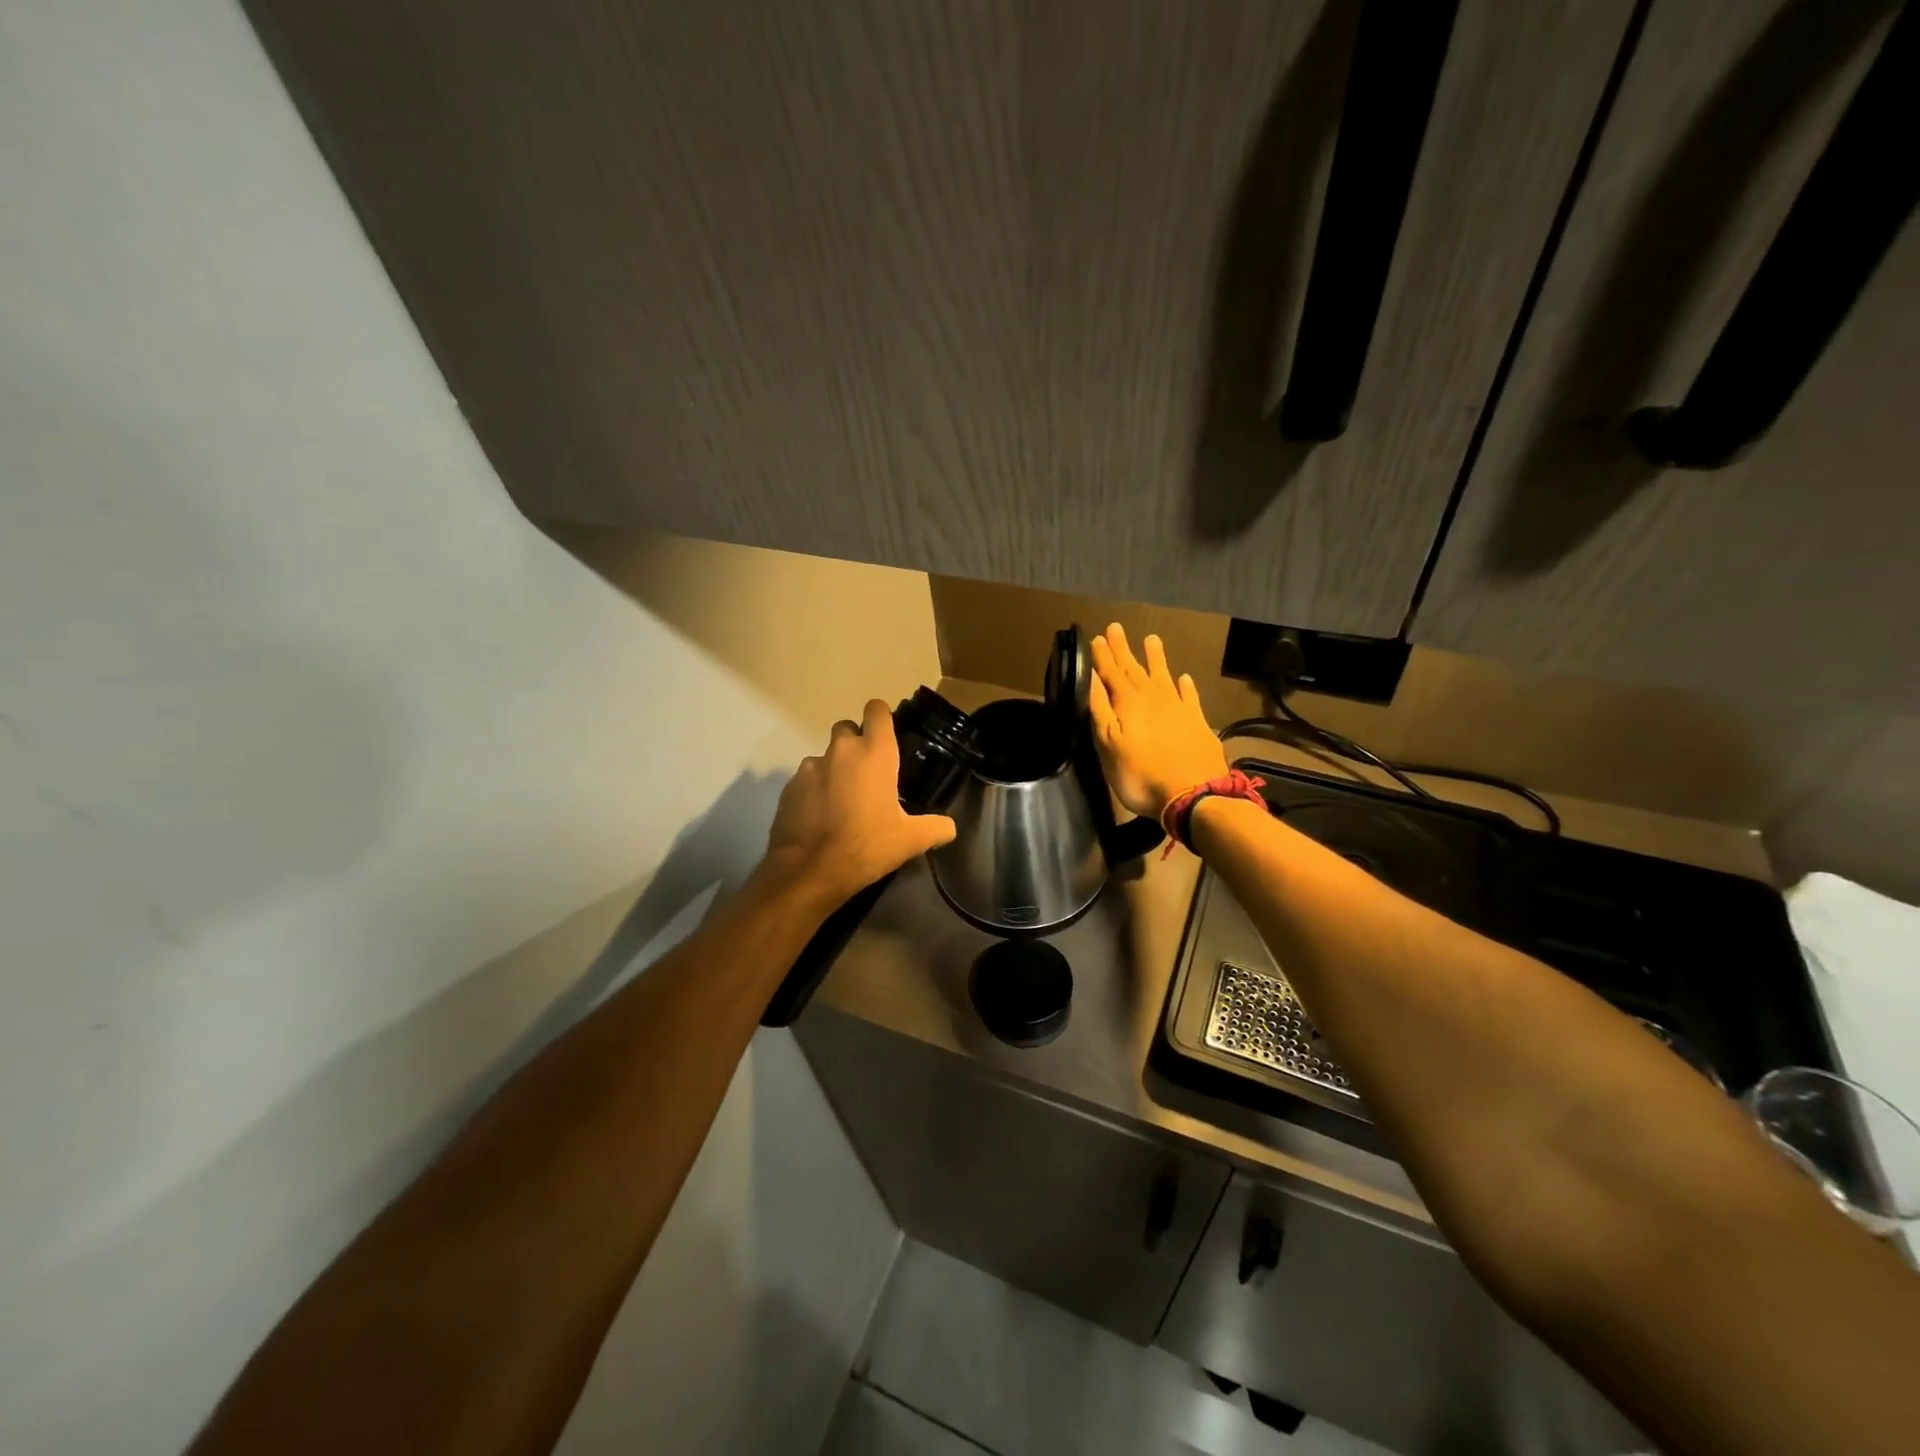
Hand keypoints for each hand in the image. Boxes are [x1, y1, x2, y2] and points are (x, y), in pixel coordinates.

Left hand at [760, 699, 957, 908]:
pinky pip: (806, 778)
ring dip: (835, 769)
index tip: (888, 735)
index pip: (877, 710)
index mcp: (874, 753)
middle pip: (847, 728)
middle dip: (857, 743)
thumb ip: (936, 828)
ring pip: (825, 755)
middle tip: (868, 773)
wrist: (809, 871)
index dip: (882, 717)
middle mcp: (841, 751)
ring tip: (843, 800)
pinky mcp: (789, 786)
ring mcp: (810, 767)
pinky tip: (822, 816)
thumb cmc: (866, 846)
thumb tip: (950, 828)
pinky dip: (815, 790)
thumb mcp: (910, 841)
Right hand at [1089, 623, 1227, 819]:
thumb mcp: (1108, 744)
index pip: (1111, 673)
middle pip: (1134, 669)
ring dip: (1155, 658)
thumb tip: (1091, 677)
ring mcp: (1178, 709)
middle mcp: (1153, 698)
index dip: (1103, 656)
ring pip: (1163, 676)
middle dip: (1123, 649)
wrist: (1194, 795)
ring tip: (1151, 639)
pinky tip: (1184, 677)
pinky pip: (1190, 696)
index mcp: (1128, 703)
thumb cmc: (1140, 775)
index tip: (1097, 637)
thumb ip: (1100, 709)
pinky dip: (1186, 686)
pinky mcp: (1198, 722)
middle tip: (1116, 627)